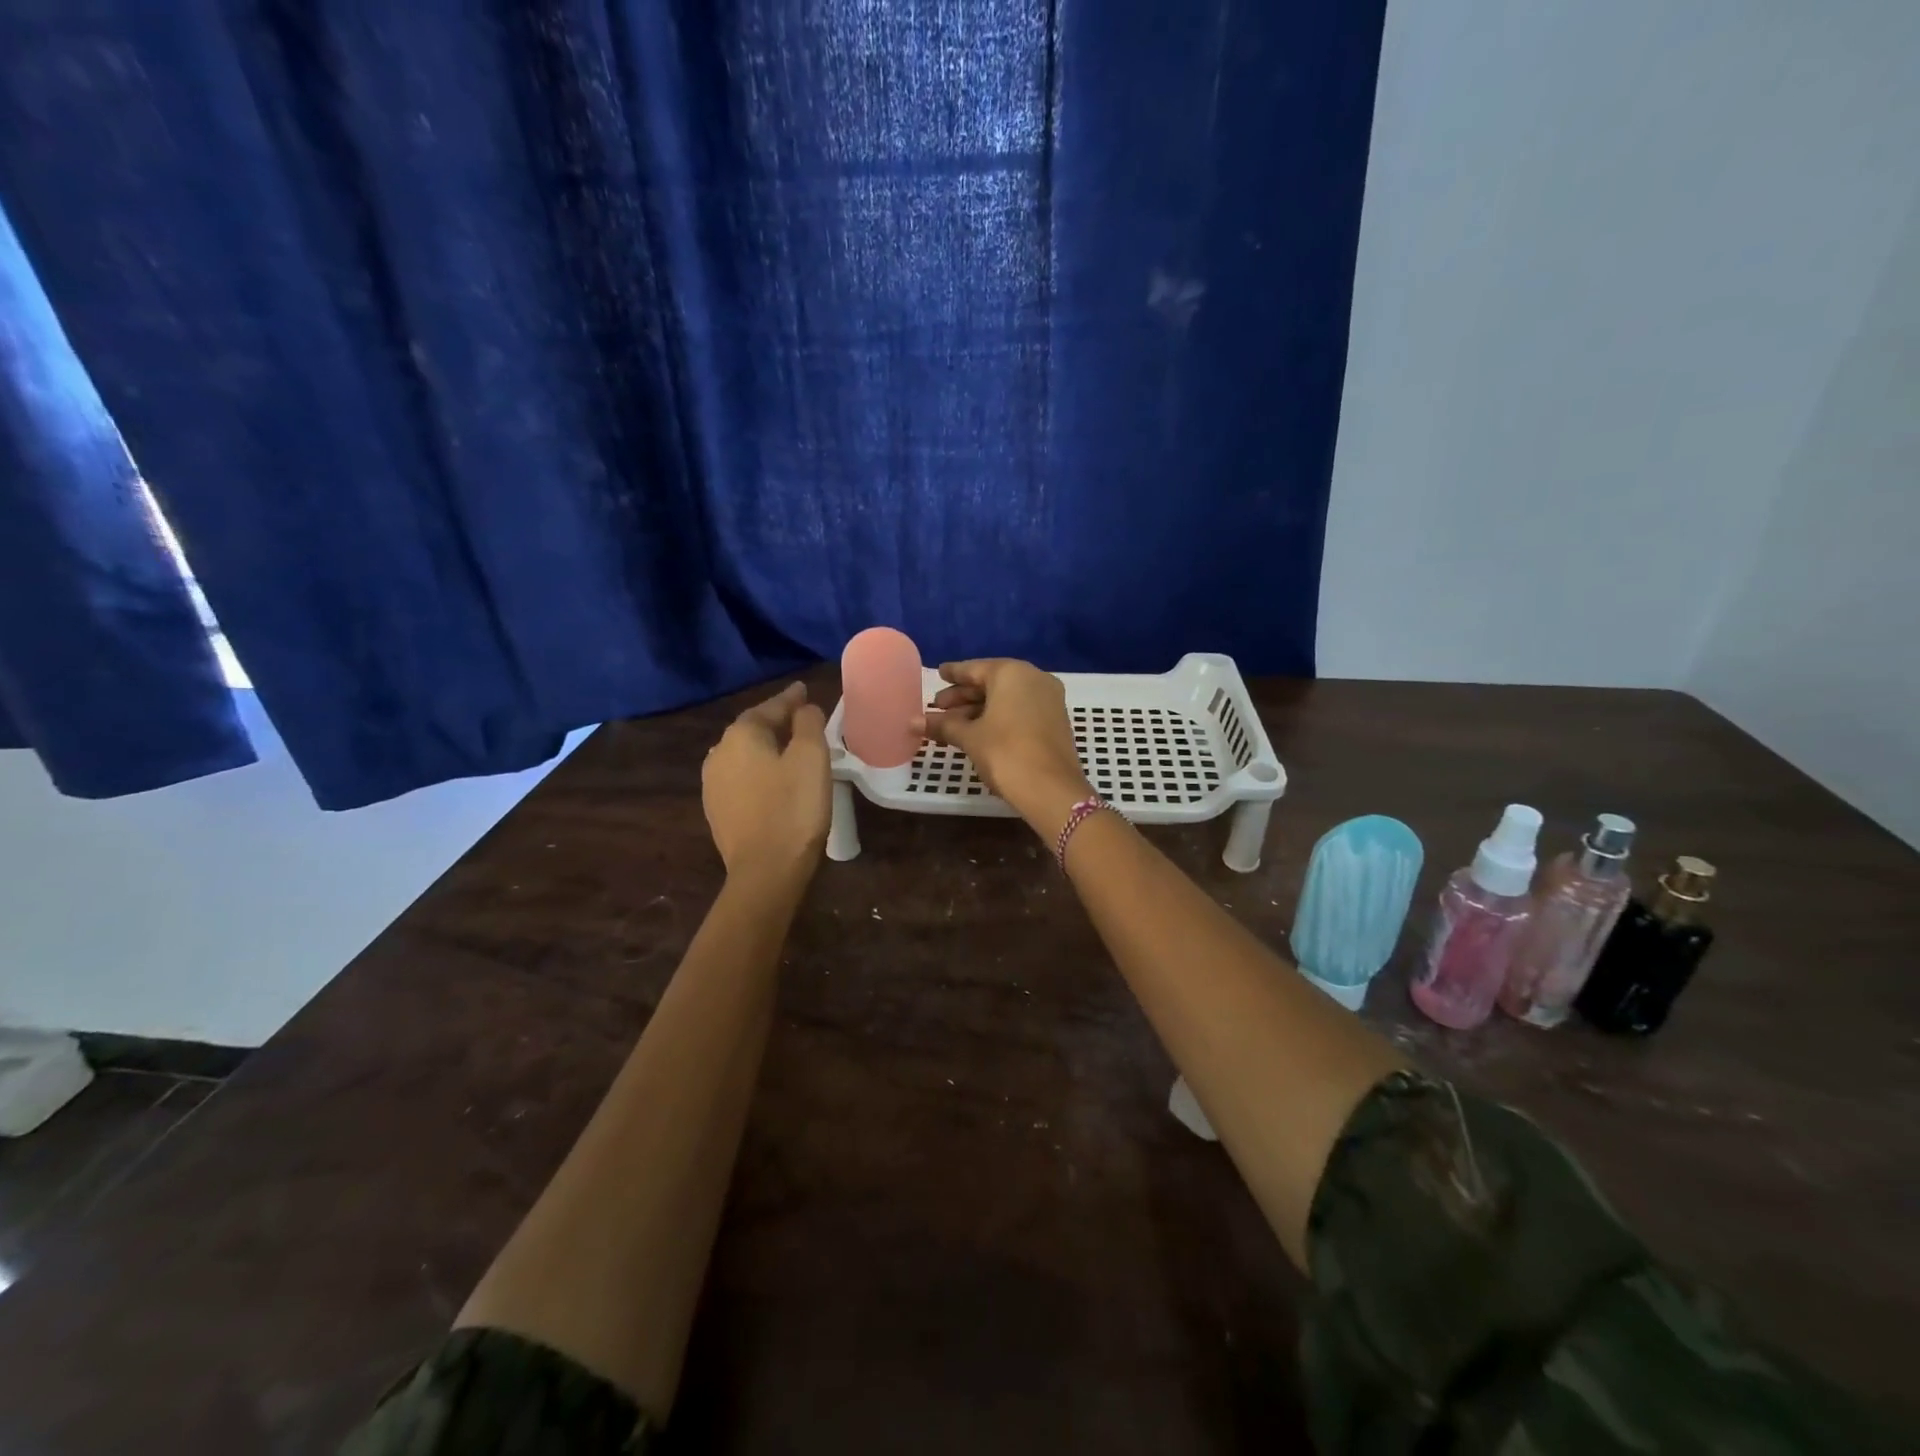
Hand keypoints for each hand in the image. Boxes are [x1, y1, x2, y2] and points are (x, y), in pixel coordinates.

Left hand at [702, 682, 830, 882]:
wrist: (765, 871)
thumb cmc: (794, 808)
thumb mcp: (811, 758)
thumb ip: (808, 723)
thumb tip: (803, 708)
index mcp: (742, 735)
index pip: (770, 707)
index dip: (791, 698)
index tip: (804, 690)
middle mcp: (719, 753)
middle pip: (752, 728)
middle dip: (775, 721)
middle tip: (800, 717)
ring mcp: (713, 784)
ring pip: (743, 754)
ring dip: (765, 747)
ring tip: (787, 747)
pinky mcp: (716, 810)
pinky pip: (740, 778)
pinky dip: (757, 771)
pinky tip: (770, 779)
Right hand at [921, 659, 1092, 834]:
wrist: (1052, 789)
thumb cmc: (1005, 753)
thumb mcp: (969, 737)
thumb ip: (943, 725)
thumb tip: (913, 722)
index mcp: (1011, 673)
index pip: (974, 668)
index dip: (953, 674)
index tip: (938, 673)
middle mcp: (1034, 678)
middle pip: (991, 682)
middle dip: (963, 696)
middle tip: (937, 707)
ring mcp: (1049, 699)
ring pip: (1006, 698)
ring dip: (978, 710)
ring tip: (951, 726)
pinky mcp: (1055, 719)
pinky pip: (1020, 709)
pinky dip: (998, 717)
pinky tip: (978, 732)